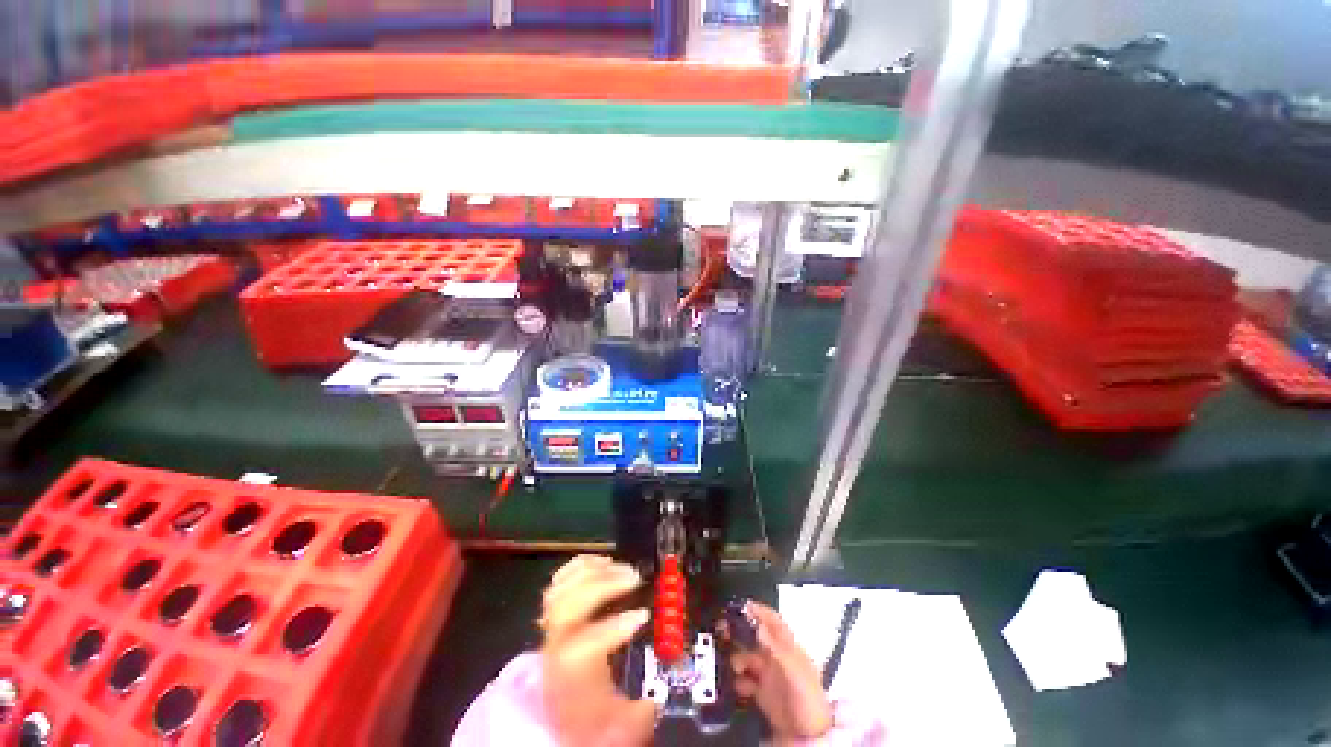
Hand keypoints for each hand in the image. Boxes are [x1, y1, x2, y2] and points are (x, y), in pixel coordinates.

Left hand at [540, 555, 656, 746]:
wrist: (559, 717)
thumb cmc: (590, 718)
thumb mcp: (619, 723)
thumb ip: (641, 709)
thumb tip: (661, 692)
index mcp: (573, 675)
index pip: (584, 645)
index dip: (613, 626)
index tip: (642, 615)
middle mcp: (557, 646)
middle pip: (569, 606)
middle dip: (603, 585)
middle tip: (634, 577)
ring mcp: (552, 627)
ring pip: (562, 588)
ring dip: (593, 571)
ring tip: (620, 566)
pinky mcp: (554, 613)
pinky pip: (559, 581)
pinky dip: (580, 566)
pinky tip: (602, 562)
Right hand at [728, 601, 833, 742]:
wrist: (810, 738)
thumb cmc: (810, 702)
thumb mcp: (796, 673)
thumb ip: (778, 649)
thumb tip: (759, 627)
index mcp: (788, 649)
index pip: (773, 621)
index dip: (759, 610)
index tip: (741, 605)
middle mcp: (777, 658)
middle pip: (755, 636)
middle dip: (739, 631)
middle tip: (723, 629)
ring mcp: (769, 676)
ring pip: (746, 657)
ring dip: (735, 658)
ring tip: (732, 666)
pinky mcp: (762, 694)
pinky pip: (744, 681)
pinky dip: (736, 680)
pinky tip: (736, 685)